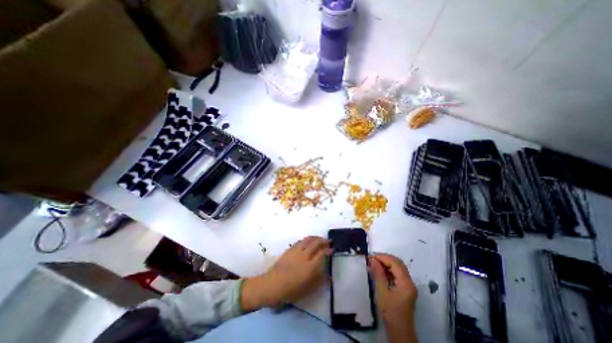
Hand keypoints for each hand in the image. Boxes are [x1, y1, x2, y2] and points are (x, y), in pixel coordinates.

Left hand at [242, 235, 332, 310]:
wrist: (272, 285)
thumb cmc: (290, 290)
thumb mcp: (307, 289)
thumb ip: (318, 280)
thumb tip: (327, 274)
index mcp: (310, 266)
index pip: (322, 253)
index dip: (328, 250)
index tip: (332, 249)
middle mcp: (304, 255)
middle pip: (315, 243)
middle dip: (323, 240)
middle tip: (328, 241)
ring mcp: (296, 251)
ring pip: (308, 239)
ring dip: (315, 238)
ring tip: (319, 239)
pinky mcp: (290, 249)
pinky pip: (300, 241)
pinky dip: (307, 239)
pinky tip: (308, 242)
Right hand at [371, 254, 417, 342]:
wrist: (400, 333)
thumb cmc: (390, 313)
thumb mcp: (382, 293)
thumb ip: (378, 275)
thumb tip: (373, 260)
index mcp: (406, 283)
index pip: (395, 263)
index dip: (382, 257)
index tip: (370, 257)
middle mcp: (409, 282)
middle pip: (398, 263)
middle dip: (384, 258)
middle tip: (372, 259)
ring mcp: (408, 285)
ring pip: (398, 267)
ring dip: (386, 263)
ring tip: (374, 264)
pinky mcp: (405, 289)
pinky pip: (397, 273)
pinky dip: (388, 270)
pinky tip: (379, 272)